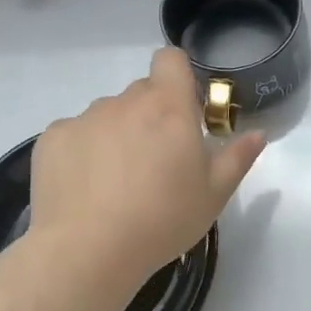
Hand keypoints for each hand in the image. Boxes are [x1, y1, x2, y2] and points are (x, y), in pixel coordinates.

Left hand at [30, 48, 265, 289]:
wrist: (88, 251)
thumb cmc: (162, 220)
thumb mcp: (214, 195)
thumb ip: (238, 158)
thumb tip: (258, 134)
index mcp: (169, 107)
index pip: (170, 59)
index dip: (177, 76)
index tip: (182, 110)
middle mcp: (125, 102)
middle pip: (141, 93)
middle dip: (151, 116)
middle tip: (155, 161)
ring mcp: (84, 118)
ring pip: (107, 115)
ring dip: (116, 135)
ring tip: (115, 183)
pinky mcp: (52, 139)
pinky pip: (74, 135)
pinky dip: (82, 152)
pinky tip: (84, 189)